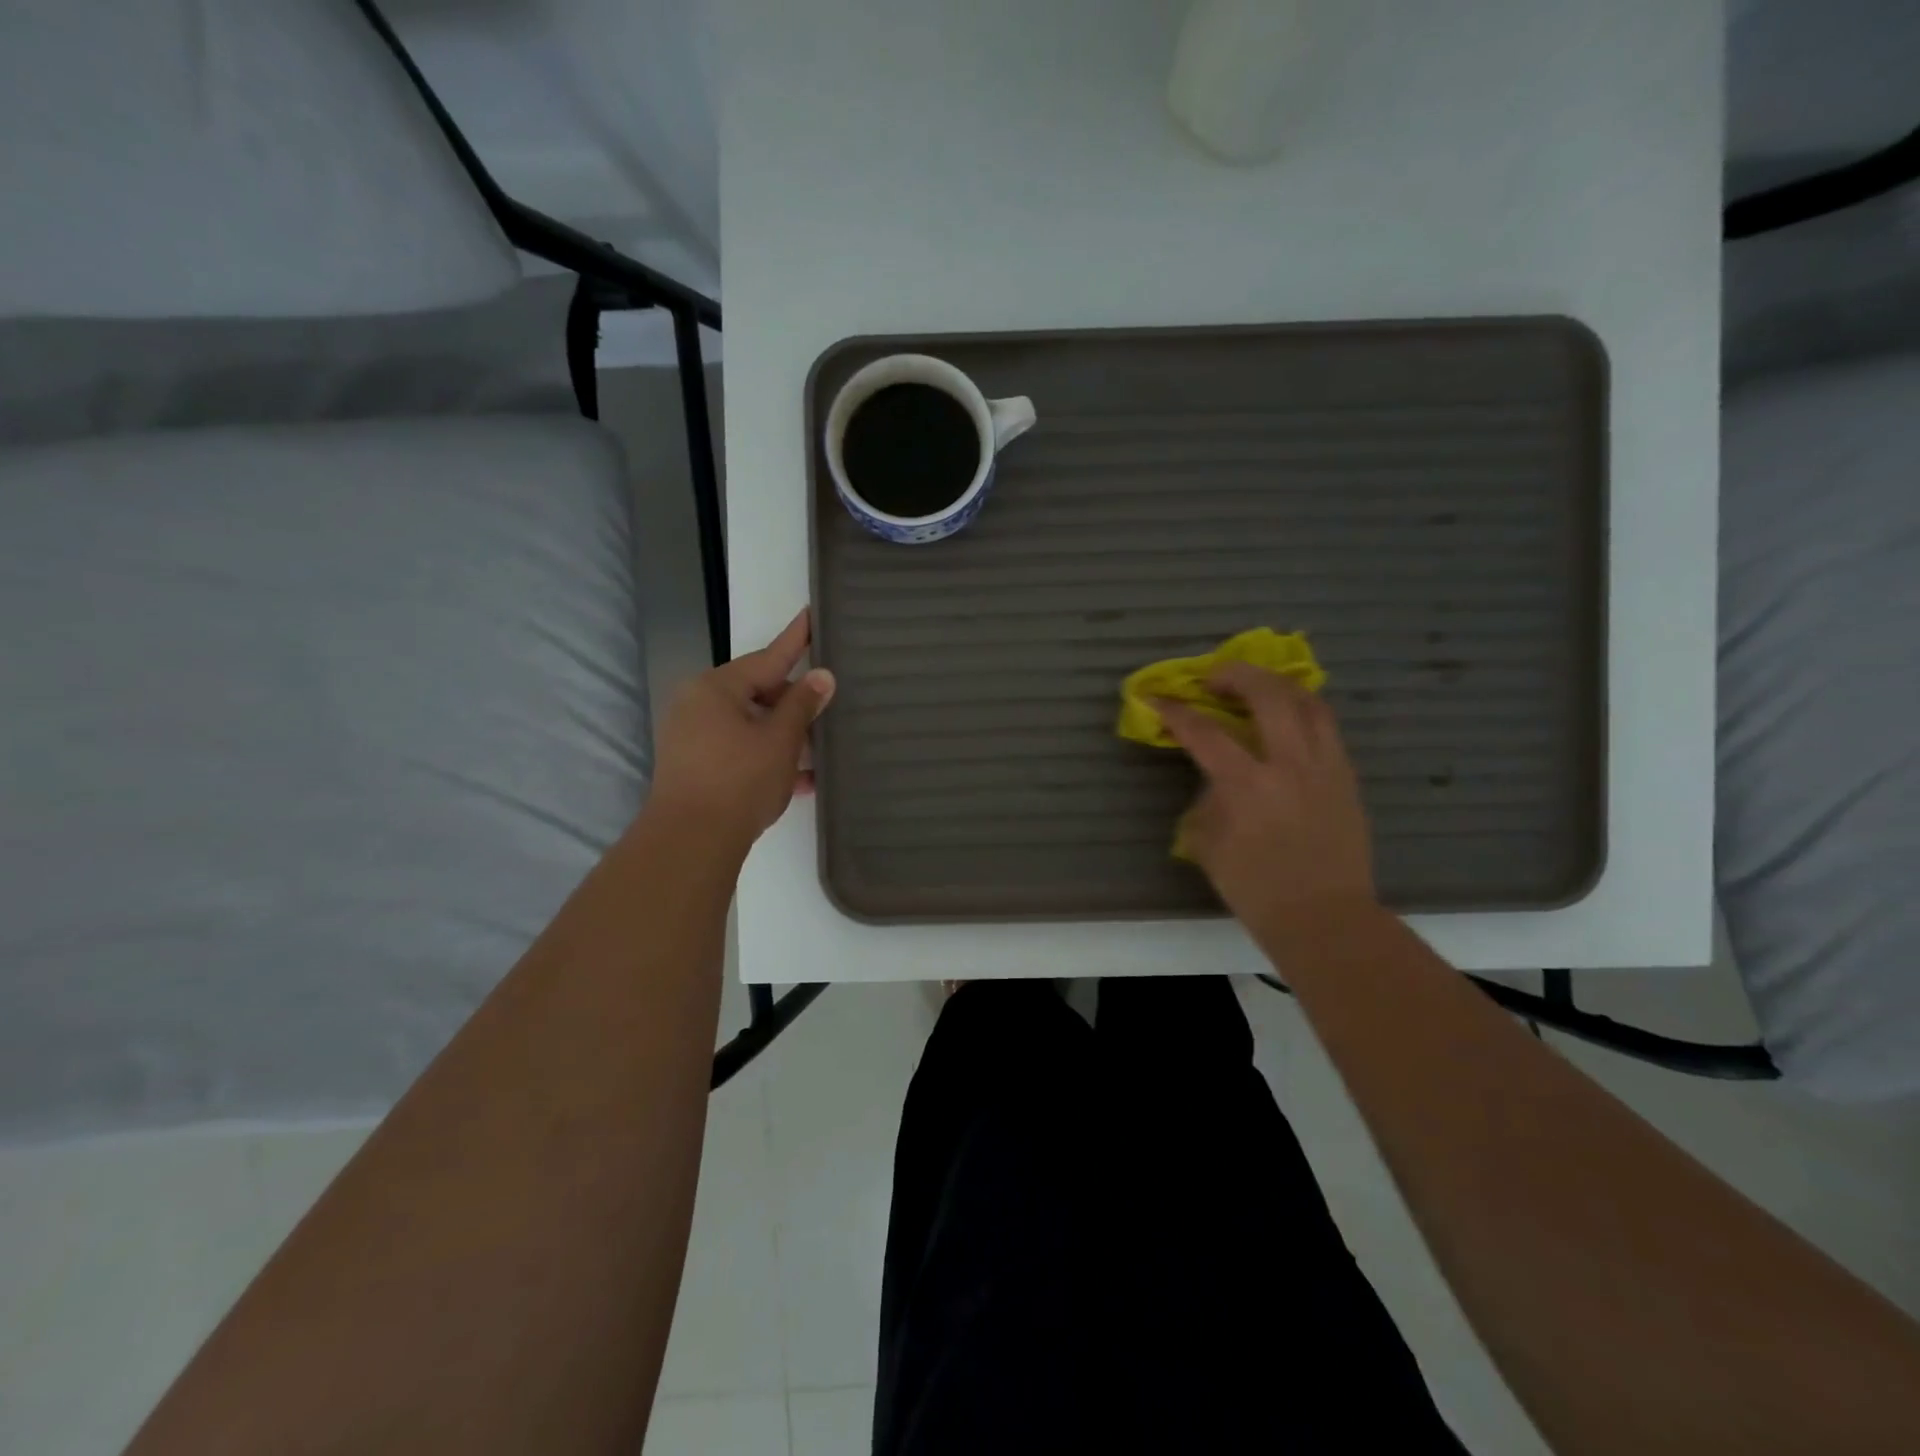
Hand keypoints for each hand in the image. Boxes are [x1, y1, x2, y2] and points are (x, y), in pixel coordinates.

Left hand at [649, 609, 835, 850]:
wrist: (691, 841)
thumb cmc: (739, 780)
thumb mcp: (780, 740)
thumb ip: (802, 705)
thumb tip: (822, 676)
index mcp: (716, 688)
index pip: (768, 657)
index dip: (795, 639)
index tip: (811, 614)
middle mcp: (699, 705)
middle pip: (757, 693)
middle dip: (794, 702)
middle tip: (828, 704)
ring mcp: (693, 737)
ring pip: (750, 725)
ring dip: (784, 735)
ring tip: (820, 745)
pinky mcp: (695, 766)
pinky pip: (739, 750)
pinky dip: (767, 758)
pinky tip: (802, 779)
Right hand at [1156, 664, 1376, 938]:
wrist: (1324, 917)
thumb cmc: (1256, 889)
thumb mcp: (1208, 845)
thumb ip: (1207, 802)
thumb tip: (1215, 781)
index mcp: (1247, 785)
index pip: (1204, 732)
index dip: (1175, 711)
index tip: (1155, 698)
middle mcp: (1289, 764)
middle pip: (1267, 695)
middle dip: (1235, 675)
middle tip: (1214, 678)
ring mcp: (1325, 767)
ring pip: (1308, 701)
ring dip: (1277, 685)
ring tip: (1257, 687)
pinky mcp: (1347, 777)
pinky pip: (1327, 728)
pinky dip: (1303, 711)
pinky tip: (1288, 720)